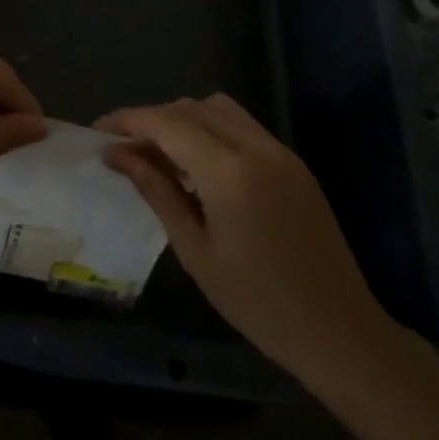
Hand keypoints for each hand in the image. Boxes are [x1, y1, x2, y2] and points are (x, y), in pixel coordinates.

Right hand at [98, 94, 408, 399]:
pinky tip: (197, 164)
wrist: (340, 331)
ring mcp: (280, 152)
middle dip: (152, 119)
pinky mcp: (293, 163)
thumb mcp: (195, 250)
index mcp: (230, 173)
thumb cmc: (258, 303)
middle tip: (124, 148)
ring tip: (158, 153)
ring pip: (219, 109)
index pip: (168, 123)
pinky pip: (243, 126)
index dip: (128, 120)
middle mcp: (257, 148)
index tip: (98, 132)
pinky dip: (211, 129)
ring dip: (182, 119)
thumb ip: (156, 191)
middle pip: (191, 108)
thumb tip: (116, 154)